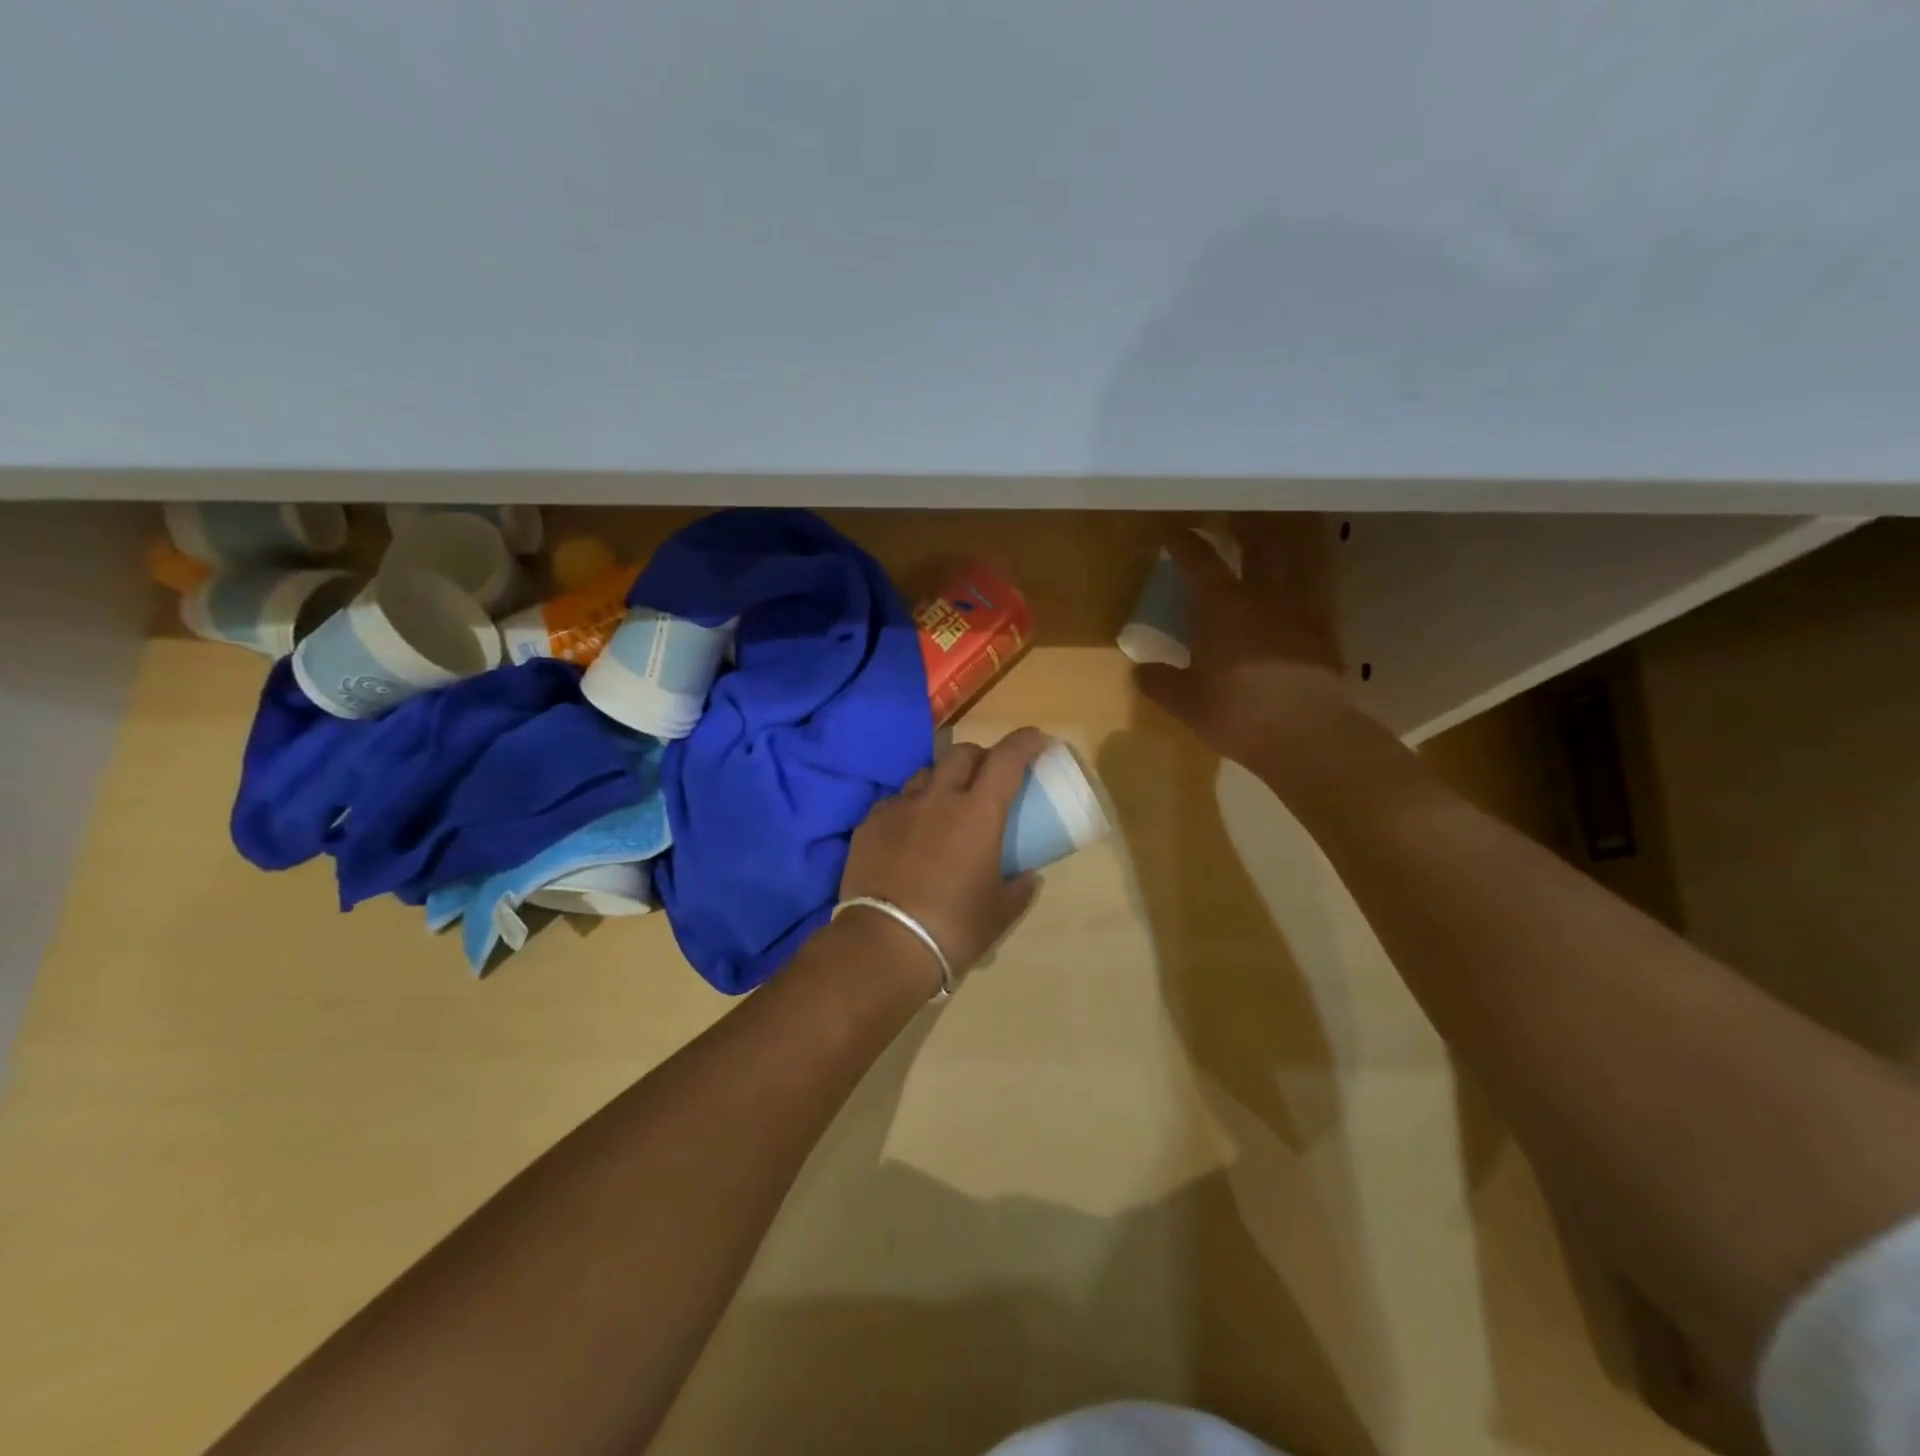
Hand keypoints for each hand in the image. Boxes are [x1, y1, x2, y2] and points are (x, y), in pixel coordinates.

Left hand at [839, 728, 1049, 984]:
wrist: (884, 944)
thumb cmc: (953, 928)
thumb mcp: (999, 914)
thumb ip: (1020, 889)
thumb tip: (1029, 876)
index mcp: (979, 812)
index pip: (1007, 758)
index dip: (1024, 742)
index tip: (1037, 740)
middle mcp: (939, 798)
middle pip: (962, 753)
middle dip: (980, 756)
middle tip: (988, 777)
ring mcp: (899, 807)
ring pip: (925, 773)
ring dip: (942, 779)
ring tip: (945, 805)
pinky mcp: (869, 823)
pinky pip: (895, 801)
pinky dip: (910, 807)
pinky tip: (909, 831)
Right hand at [1134, 515, 1351, 771]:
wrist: (1308, 736)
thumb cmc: (1237, 714)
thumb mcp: (1185, 703)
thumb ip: (1160, 682)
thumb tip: (1141, 671)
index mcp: (1222, 607)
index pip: (1199, 561)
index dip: (1183, 543)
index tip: (1172, 533)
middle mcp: (1262, 597)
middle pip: (1257, 545)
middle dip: (1242, 529)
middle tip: (1231, 523)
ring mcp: (1299, 612)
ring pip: (1292, 562)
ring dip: (1281, 546)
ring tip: (1270, 544)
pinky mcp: (1323, 634)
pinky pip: (1310, 595)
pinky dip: (1300, 585)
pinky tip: (1292, 597)